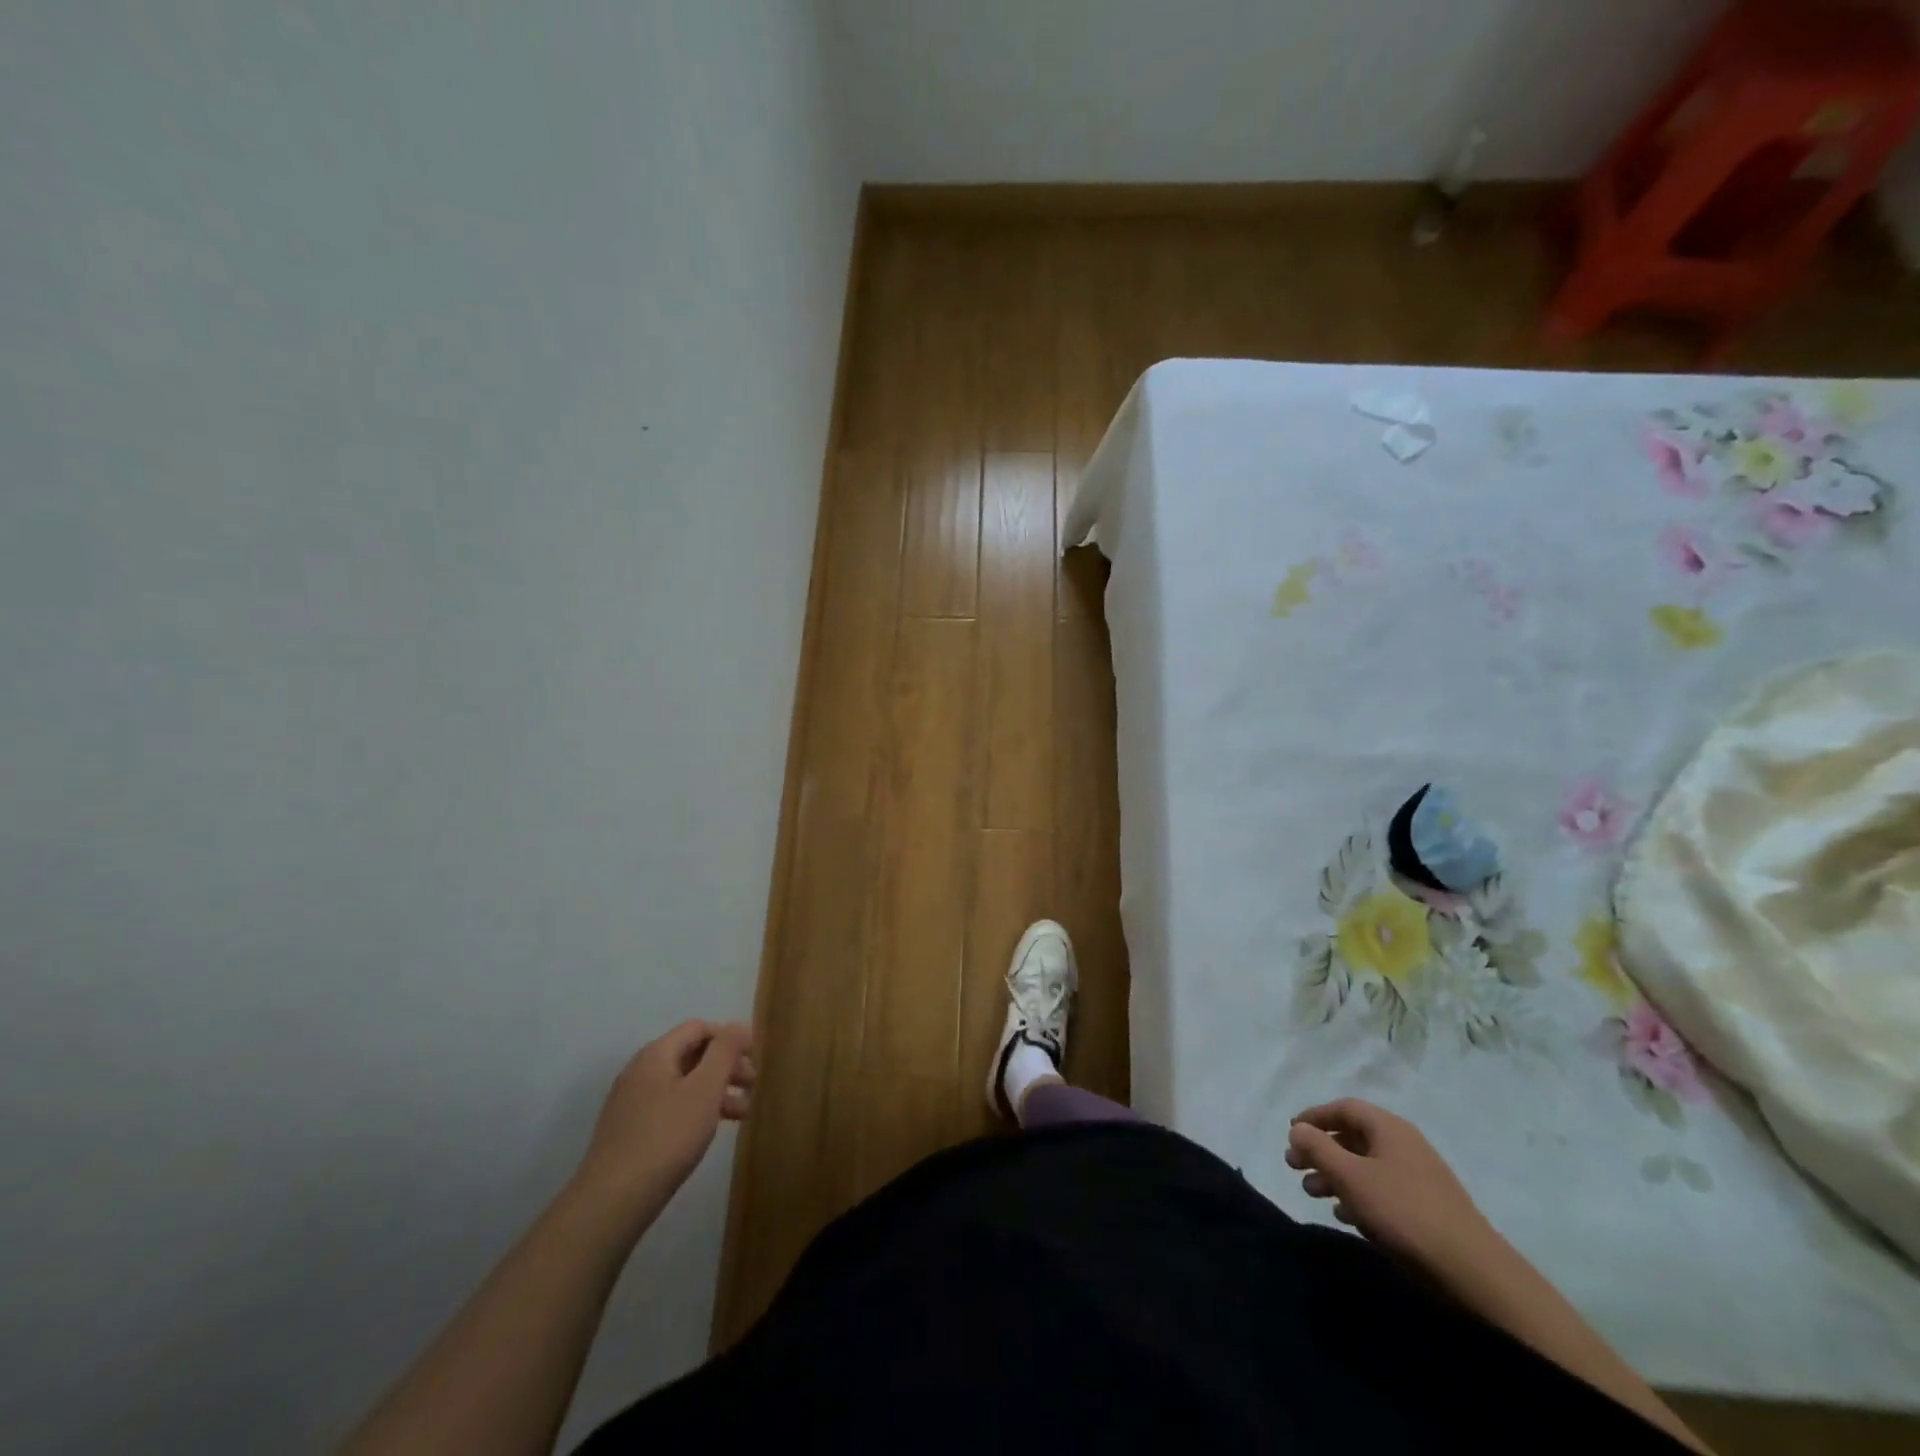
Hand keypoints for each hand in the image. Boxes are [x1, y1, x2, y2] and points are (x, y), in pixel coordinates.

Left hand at [574, 1021, 754, 1215]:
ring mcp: (631, 1102)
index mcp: (656, 1054)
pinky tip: (710, 1130)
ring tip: (743, 1113)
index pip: (699, 1028)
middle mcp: (640, 1071)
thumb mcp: (705, 1088)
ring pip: (682, 1084)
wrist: (612, 1201)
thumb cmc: (667, 1137)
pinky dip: (696, 1110)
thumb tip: (739, 1025)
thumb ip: (725, 1051)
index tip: (755, 1056)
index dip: (730, 1037)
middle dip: (726, 1066)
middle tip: (753, 1085)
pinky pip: (670, 1107)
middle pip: (691, 1055)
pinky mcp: (629, 1131)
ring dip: (715, 1091)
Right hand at [1286, 1098, 1492, 1269]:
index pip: (1344, 1108)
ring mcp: (1418, 1178)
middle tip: (1294, 1167)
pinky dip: (1358, 1196)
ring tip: (1313, 1193)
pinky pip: (1382, 1190)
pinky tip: (1345, 1215)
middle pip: (1352, 1137)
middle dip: (1320, 1150)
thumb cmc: (1403, 1212)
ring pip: (1365, 1166)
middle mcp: (1404, 1145)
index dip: (1314, 1117)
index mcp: (1389, 1128)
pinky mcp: (1426, 1208)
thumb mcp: (1351, 1176)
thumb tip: (1297, 1129)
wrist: (1472, 1272)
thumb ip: (1318, 1148)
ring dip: (1335, 1175)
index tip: (1291, 1132)